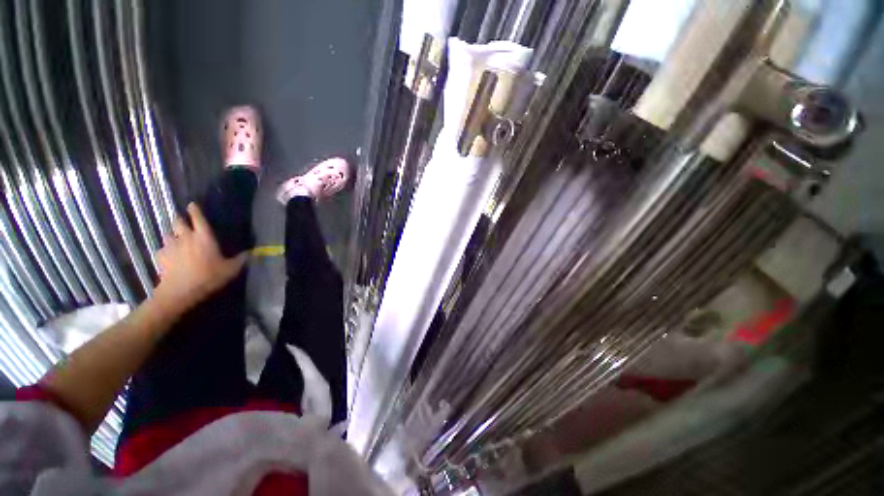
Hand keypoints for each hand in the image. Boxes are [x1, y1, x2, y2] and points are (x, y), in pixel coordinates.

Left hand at [154, 203, 247, 315]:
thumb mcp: (231, 269)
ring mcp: (170, 246)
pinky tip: (169, 255)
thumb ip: (241, 259)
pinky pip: (162, 249)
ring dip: (171, 235)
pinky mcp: (161, 257)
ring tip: (176, 239)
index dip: (195, 210)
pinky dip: (165, 250)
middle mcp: (185, 237)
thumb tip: (252, 252)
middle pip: (178, 222)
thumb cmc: (209, 277)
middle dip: (180, 220)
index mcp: (204, 237)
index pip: (198, 218)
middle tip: (183, 222)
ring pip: (167, 234)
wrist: (180, 291)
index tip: (192, 204)